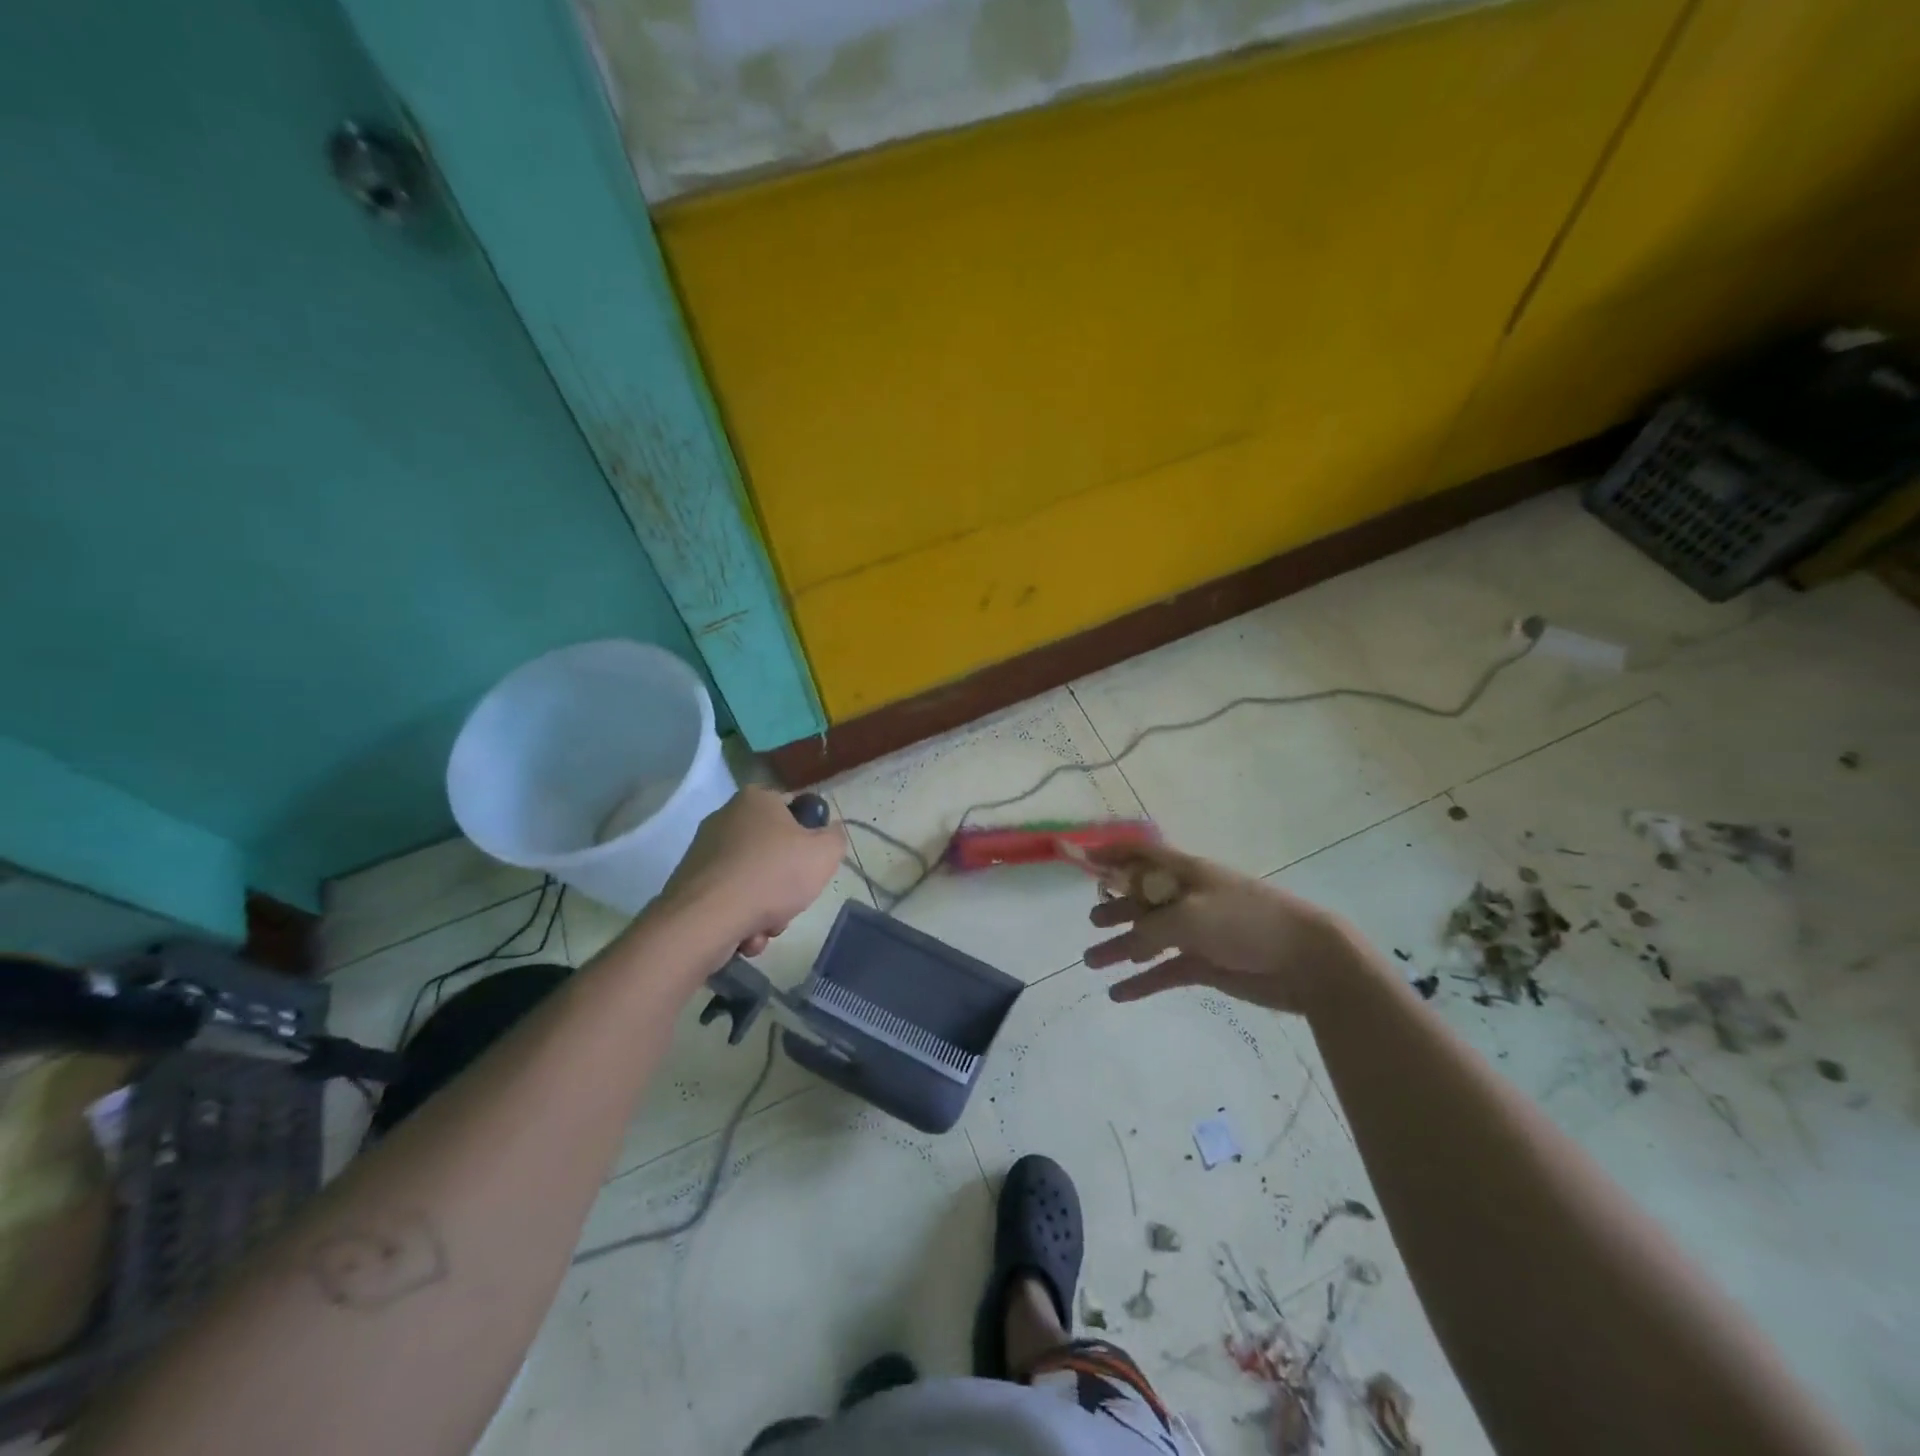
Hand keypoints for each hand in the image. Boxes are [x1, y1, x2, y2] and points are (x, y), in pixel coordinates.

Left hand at [660, 787, 846, 958]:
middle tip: (792, 900)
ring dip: (766, 908)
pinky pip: (729, 899)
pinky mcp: (690, 883)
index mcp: (757, 799)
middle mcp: (726, 817)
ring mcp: (704, 851)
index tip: (812, 863)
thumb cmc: (772, 876)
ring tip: (766, 926)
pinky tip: (745, 935)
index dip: (809, 837)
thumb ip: (835, 838)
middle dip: (786, 884)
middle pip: (774, 851)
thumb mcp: (825, 854)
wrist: (705, 920)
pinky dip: (741, 918)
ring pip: (753, 880)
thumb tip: (828, 833)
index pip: (794, 810)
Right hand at [1083, 842, 1352, 1015]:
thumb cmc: (1246, 923)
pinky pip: (1165, 970)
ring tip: (1091, 961)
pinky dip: (1142, 981)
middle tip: (1092, 923)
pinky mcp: (1207, 964)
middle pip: (1141, 899)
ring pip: (1149, 938)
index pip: (1141, 855)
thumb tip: (1129, 943)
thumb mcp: (1190, 918)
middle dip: (1115, 908)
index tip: (1083, 859)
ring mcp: (1198, 932)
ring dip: (1121, 948)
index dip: (1112, 853)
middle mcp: (1187, 898)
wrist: (1308, 960)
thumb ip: (1150, 929)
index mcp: (1185, 873)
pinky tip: (1119, 994)